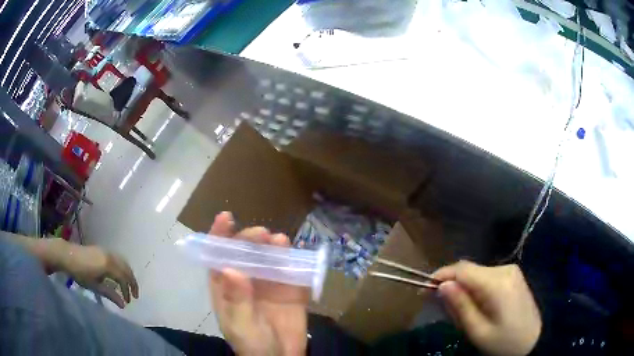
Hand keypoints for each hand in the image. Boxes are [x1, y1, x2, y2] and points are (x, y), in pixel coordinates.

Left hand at [54, 239, 138, 307]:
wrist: (68, 255)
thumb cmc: (80, 273)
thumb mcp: (95, 286)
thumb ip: (110, 294)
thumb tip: (123, 305)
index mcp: (108, 265)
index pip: (124, 278)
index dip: (128, 290)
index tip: (128, 302)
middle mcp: (110, 256)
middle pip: (126, 269)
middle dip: (132, 282)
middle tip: (134, 295)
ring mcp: (106, 251)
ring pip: (123, 262)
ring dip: (127, 274)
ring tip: (128, 286)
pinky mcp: (103, 250)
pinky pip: (117, 258)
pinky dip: (122, 268)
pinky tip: (119, 275)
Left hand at [208, 212, 309, 355]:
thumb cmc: (252, 344)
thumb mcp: (240, 325)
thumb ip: (235, 300)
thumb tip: (230, 269)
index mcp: (226, 287)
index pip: (218, 257)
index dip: (219, 236)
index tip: (226, 217)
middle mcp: (246, 280)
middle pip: (245, 253)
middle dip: (250, 240)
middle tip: (262, 234)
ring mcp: (270, 284)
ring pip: (270, 259)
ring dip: (273, 247)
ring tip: (280, 241)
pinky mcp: (291, 290)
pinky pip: (293, 272)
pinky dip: (295, 262)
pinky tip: (298, 257)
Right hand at [434, 261, 541, 355]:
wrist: (534, 340)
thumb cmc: (504, 342)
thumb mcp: (478, 332)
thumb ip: (461, 307)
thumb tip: (442, 285)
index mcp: (497, 283)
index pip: (462, 269)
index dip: (441, 276)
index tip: (424, 289)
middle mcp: (505, 269)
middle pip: (469, 270)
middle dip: (452, 284)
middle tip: (440, 306)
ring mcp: (511, 270)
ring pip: (477, 273)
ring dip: (463, 287)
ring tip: (459, 310)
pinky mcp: (512, 275)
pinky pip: (486, 276)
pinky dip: (475, 288)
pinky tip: (475, 305)